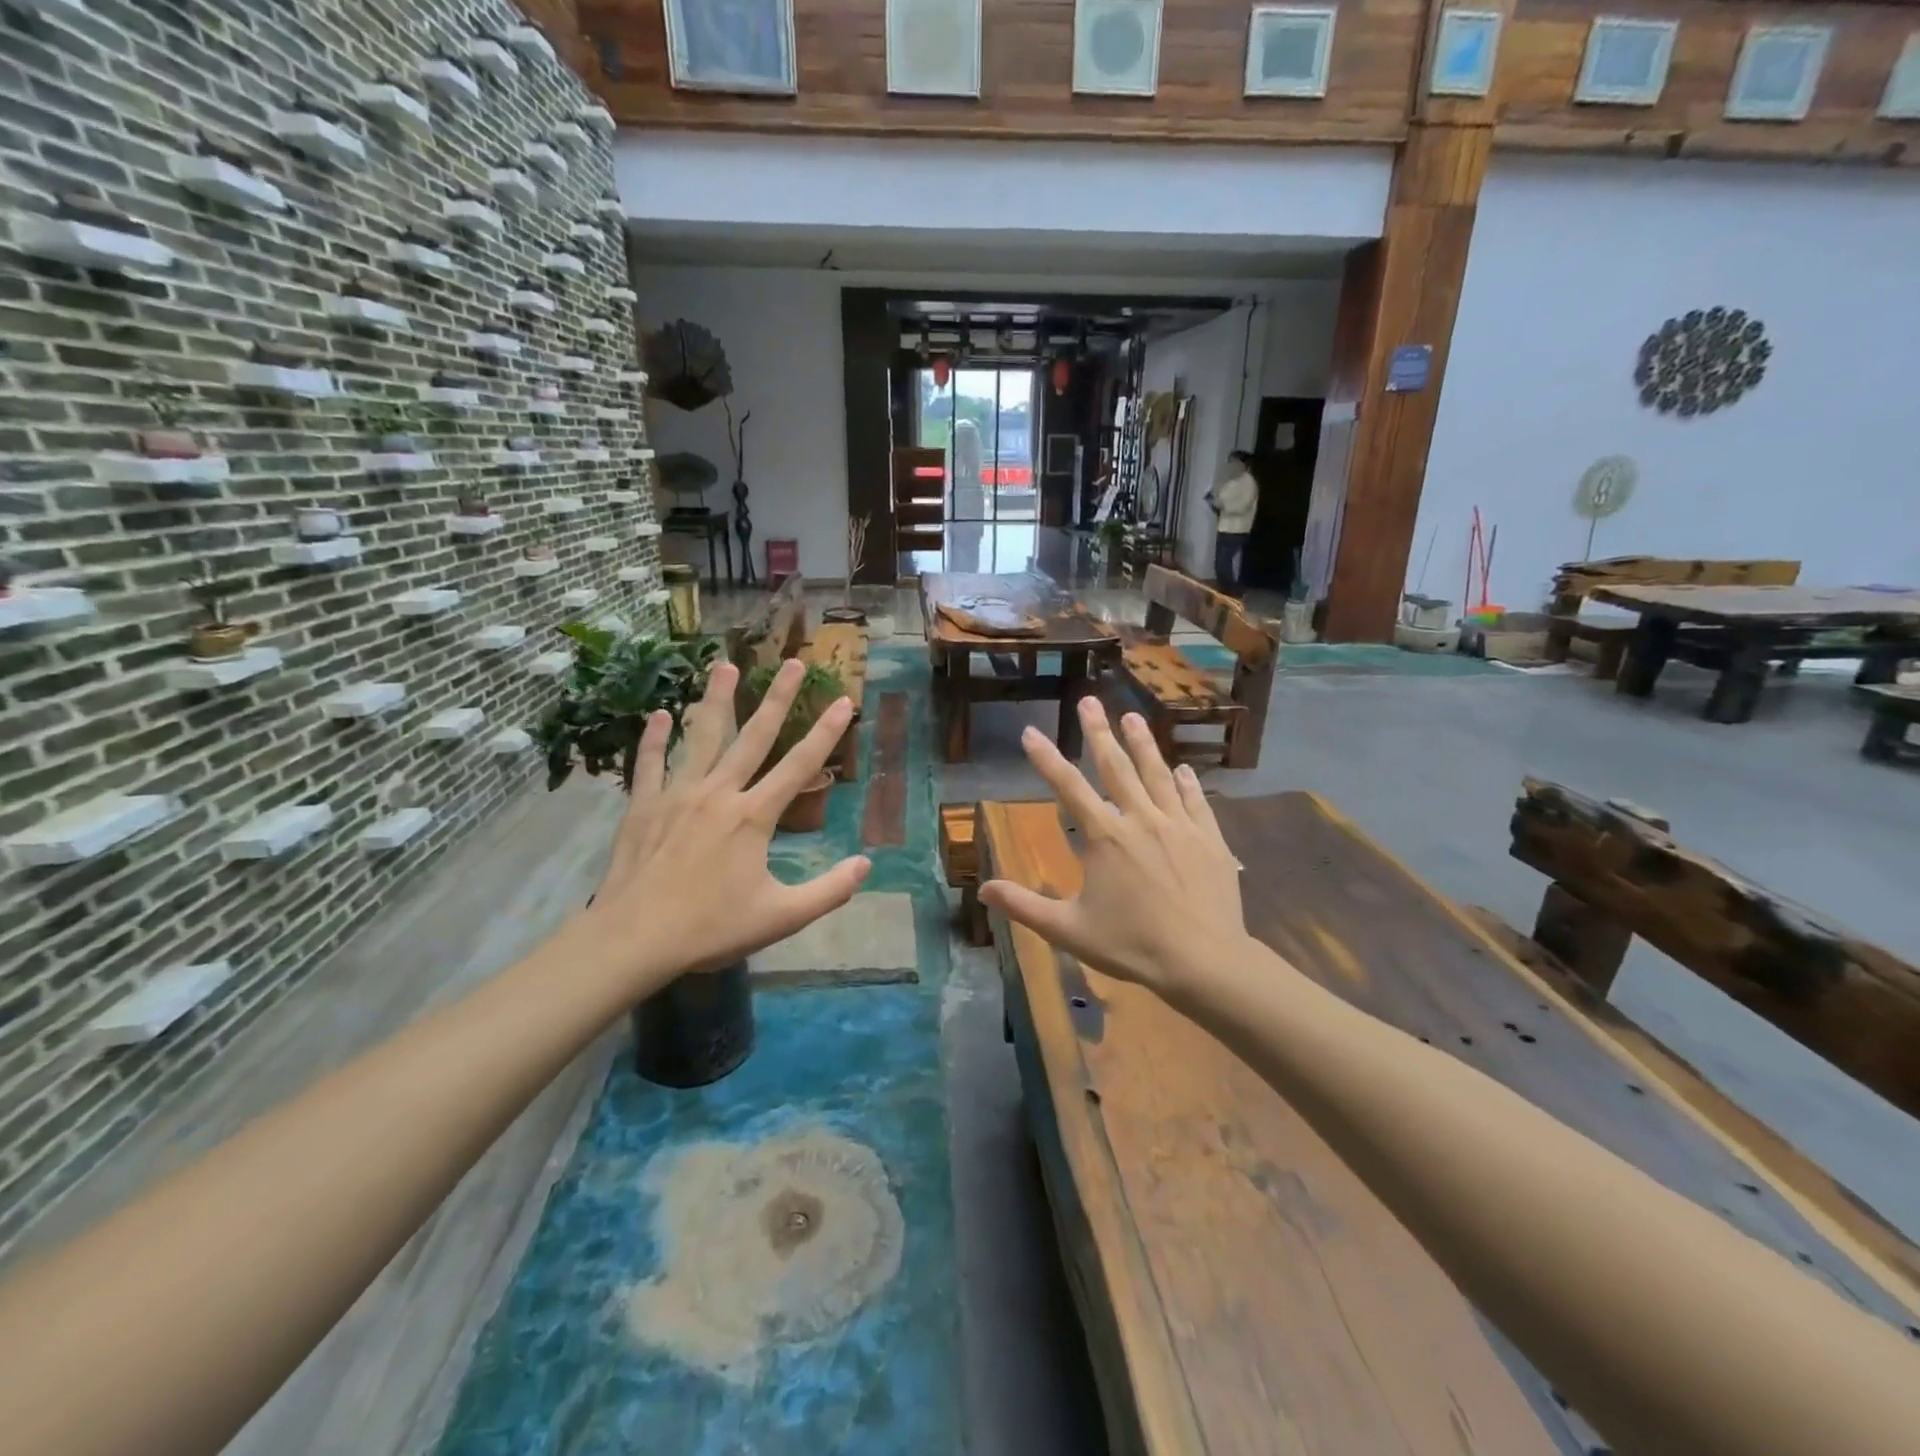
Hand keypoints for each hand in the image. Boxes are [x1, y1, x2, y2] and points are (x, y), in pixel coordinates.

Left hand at [580, 659, 868, 995]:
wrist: (634, 940)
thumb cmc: (710, 928)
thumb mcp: (781, 917)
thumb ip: (828, 891)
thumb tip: (866, 866)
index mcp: (753, 817)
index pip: (799, 765)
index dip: (826, 733)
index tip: (844, 701)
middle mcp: (719, 793)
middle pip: (754, 737)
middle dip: (777, 698)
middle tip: (793, 663)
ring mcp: (678, 795)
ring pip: (701, 737)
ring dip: (715, 700)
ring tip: (723, 665)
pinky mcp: (644, 806)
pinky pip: (650, 764)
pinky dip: (654, 739)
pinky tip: (659, 713)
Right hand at [980, 698, 1249, 1000]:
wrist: (1205, 961)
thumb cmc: (1133, 946)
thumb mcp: (1069, 930)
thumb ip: (1025, 906)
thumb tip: (983, 889)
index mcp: (1105, 837)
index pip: (1068, 787)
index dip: (1046, 758)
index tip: (1031, 732)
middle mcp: (1141, 819)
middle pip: (1116, 767)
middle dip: (1099, 732)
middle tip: (1089, 701)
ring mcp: (1179, 825)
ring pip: (1157, 774)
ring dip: (1144, 744)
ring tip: (1133, 717)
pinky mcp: (1209, 839)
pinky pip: (1195, 801)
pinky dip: (1186, 782)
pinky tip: (1183, 768)